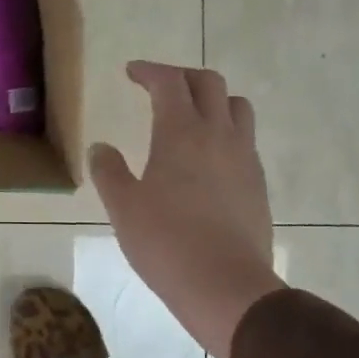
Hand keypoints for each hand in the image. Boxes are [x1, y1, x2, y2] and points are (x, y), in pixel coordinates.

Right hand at [90, 62, 284, 357]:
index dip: (149, 70)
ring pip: (237, 107)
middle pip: (209, 83)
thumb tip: (101, 148)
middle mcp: (218, 134)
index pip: (169, 82)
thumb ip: (109, 171)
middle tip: (159, 88)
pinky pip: (245, 140)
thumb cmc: (166, 243)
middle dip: (182, 77)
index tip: (131, 72)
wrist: (226, 287)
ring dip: (212, 100)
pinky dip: (226, 132)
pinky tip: (208, 158)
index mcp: (181, 132)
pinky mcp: (258, 183)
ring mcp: (244, 158)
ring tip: (192, 116)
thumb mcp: (123, 207)